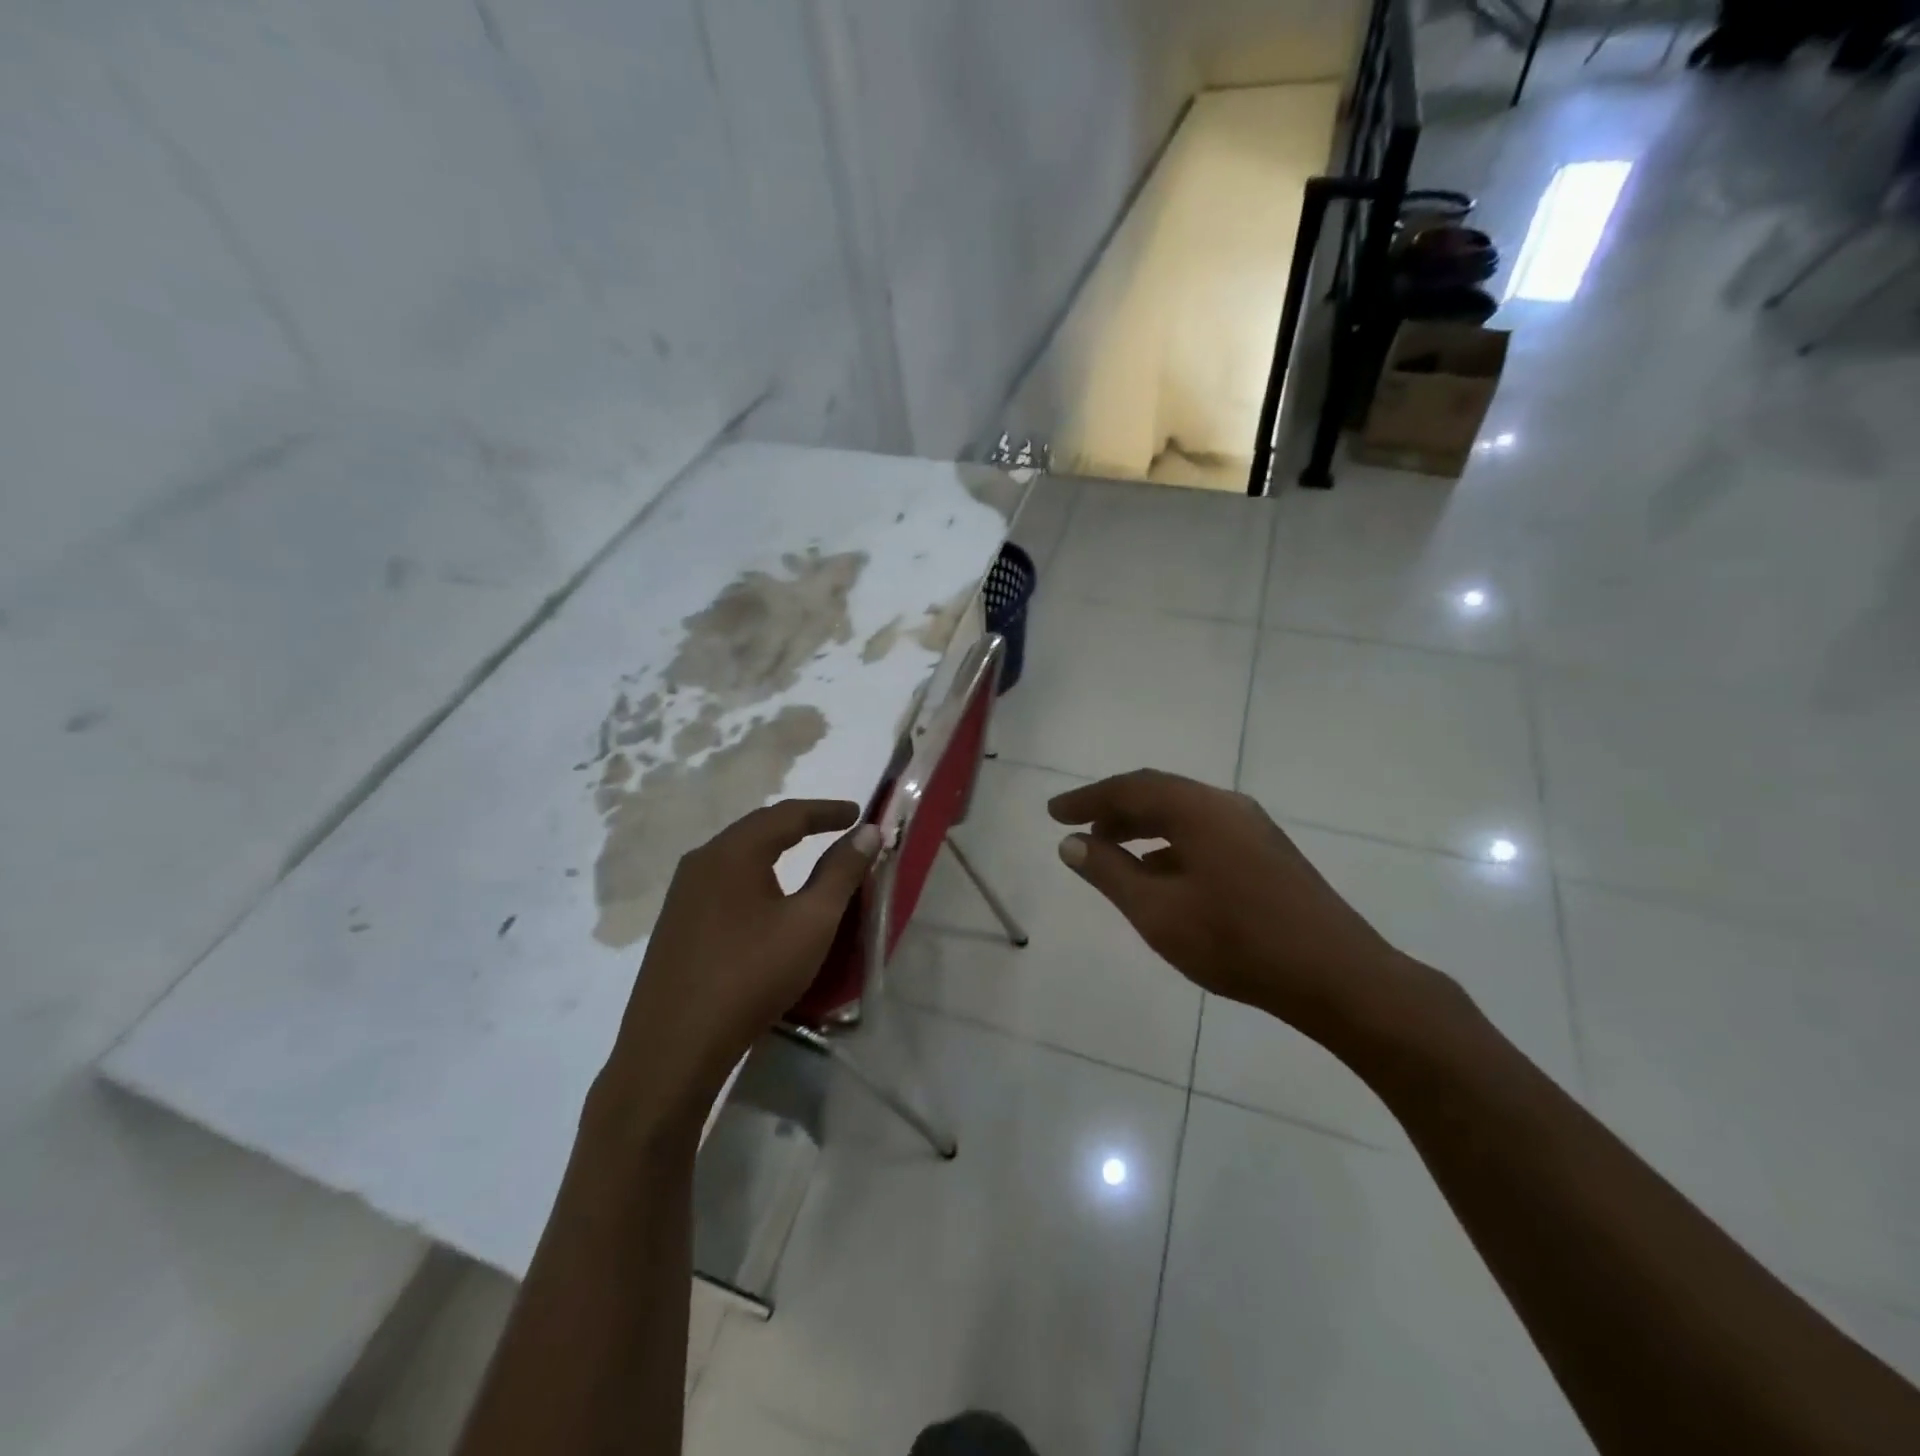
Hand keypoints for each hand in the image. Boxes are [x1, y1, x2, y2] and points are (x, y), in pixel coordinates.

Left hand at [596, 800, 880, 1126]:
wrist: (673, 1047)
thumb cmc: (751, 976)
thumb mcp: (811, 923)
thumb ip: (841, 872)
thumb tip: (867, 832)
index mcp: (733, 852)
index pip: (788, 814)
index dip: (827, 811)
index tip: (858, 813)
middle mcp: (701, 861)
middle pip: (758, 828)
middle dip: (800, 824)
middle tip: (835, 828)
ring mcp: (682, 893)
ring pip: (737, 855)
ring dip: (774, 848)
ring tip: (805, 856)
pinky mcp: (675, 923)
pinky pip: (722, 880)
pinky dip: (754, 874)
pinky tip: (764, 898)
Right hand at [1049, 770, 1447, 1046]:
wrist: (1338, 978)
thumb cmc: (1237, 942)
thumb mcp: (1157, 911)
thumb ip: (1109, 872)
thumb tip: (1071, 842)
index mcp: (1199, 809)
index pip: (1130, 788)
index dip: (1087, 798)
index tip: (1053, 813)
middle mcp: (1227, 806)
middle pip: (1159, 794)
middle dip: (1114, 811)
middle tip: (1080, 834)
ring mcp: (1253, 829)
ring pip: (1184, 815)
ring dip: (1143, 829)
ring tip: (1113, 855)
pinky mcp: (1268, 854)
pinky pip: (1205, 834)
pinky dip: (1171, 847)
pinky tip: (1161, 879)